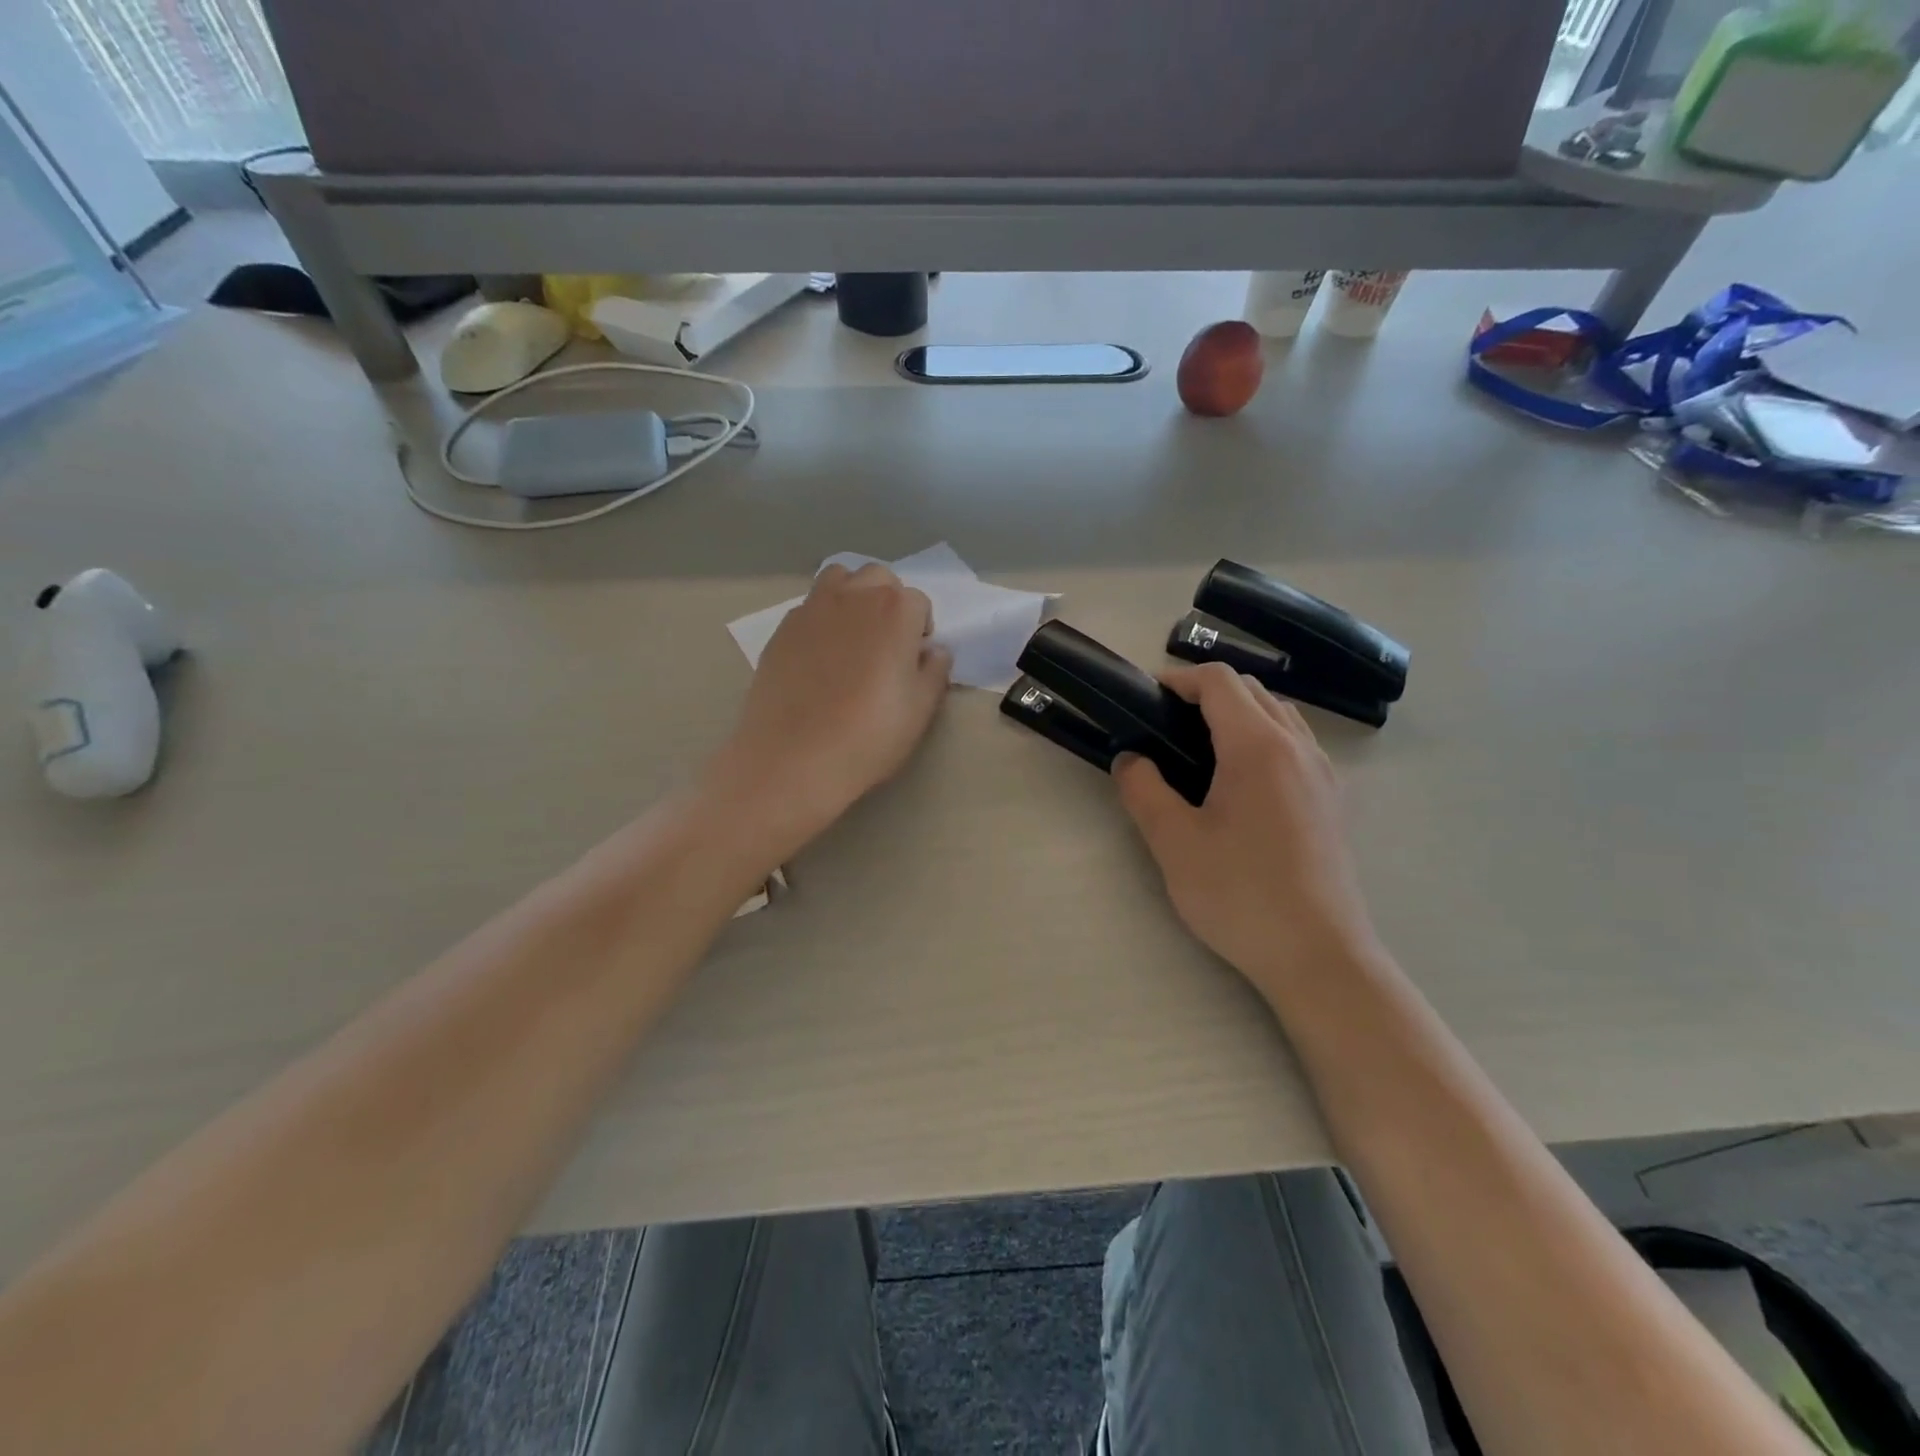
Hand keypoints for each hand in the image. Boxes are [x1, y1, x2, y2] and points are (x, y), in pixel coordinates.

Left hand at [707, 563, 952, 854]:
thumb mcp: (920, 710)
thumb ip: (934, 672)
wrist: (793, 759)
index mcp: (895, 611)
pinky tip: (819, 659)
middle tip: (886, 644)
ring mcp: (812, 609)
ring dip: (853, 598)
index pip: (919, 602)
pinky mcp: (781, 629)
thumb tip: (934, 652)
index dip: (921, 630)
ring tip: (852, 638)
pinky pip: (809, 608)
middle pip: (879, 578)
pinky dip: (821, 620)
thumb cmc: (868, 736)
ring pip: (839, 580)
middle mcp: (854, 596)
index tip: (914, 660)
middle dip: (888, 602)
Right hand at [1113, 664, 1377, 996]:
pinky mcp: (1333, 800)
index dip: (1180, 679)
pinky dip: (1265, 737)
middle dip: (1207, 693)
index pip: (1220, 682)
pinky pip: (1298, 744)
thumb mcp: (1173, 842)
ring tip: (1203, 749)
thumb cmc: (1240, 894)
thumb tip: (1130, 759)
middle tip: (1167, 725)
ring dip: (1240, 713)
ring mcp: (1323, 773)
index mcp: (1257, 746)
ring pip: (1280, 715)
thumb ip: (1143, 790)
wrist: (1318, 955)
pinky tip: (1243, 783)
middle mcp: (1298, 747)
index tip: (1148, 699)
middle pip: (1253, 690)